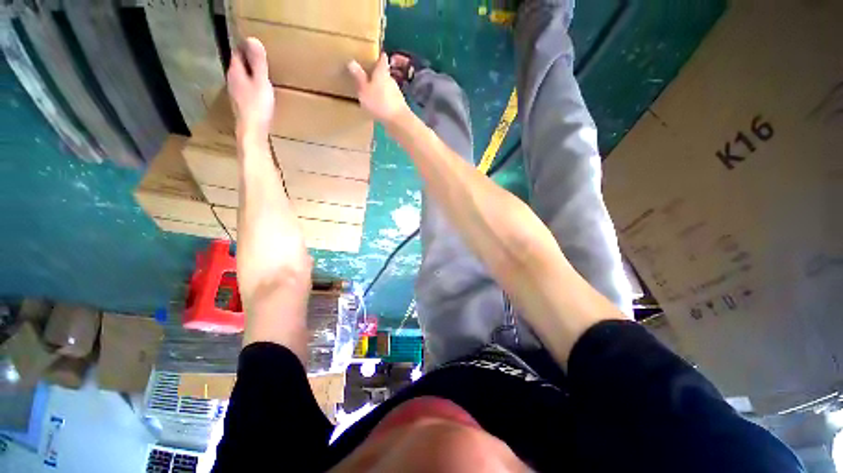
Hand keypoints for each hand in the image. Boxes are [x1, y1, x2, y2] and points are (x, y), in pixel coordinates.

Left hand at [227, 38, 273, 140]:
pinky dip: (250, 86)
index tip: (255, 44)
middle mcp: (232, 80)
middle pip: (238, 65)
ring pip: (241, 78)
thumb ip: (258, 62)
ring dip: (249, 74)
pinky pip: (244, 89)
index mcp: (236, 72)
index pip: (237, 53)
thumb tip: (253, 38)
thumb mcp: (261, 82)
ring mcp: (235, 93)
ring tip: (260, 74)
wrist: (252, 130)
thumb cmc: (258, 106)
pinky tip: (258, 91)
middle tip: (259, 58)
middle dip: (247, 60)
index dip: (245, 47)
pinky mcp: (240, 104)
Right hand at [348, 53, 409, 123]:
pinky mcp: (399, 105)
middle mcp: (391, 80)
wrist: (398, 121)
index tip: (374, 55)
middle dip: (377, 75)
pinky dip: (384, 100)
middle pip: (384, 74)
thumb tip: (351, 61)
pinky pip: (389, 99)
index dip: (379, 56)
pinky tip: (379, 107)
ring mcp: (397, 93)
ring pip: (387, 87)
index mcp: (382, 72)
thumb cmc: (379, 103)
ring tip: (371, 93)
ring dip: (381, 89)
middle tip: (367, 76)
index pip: (382, 59)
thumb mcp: (364, 90)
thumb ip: (359, 77)